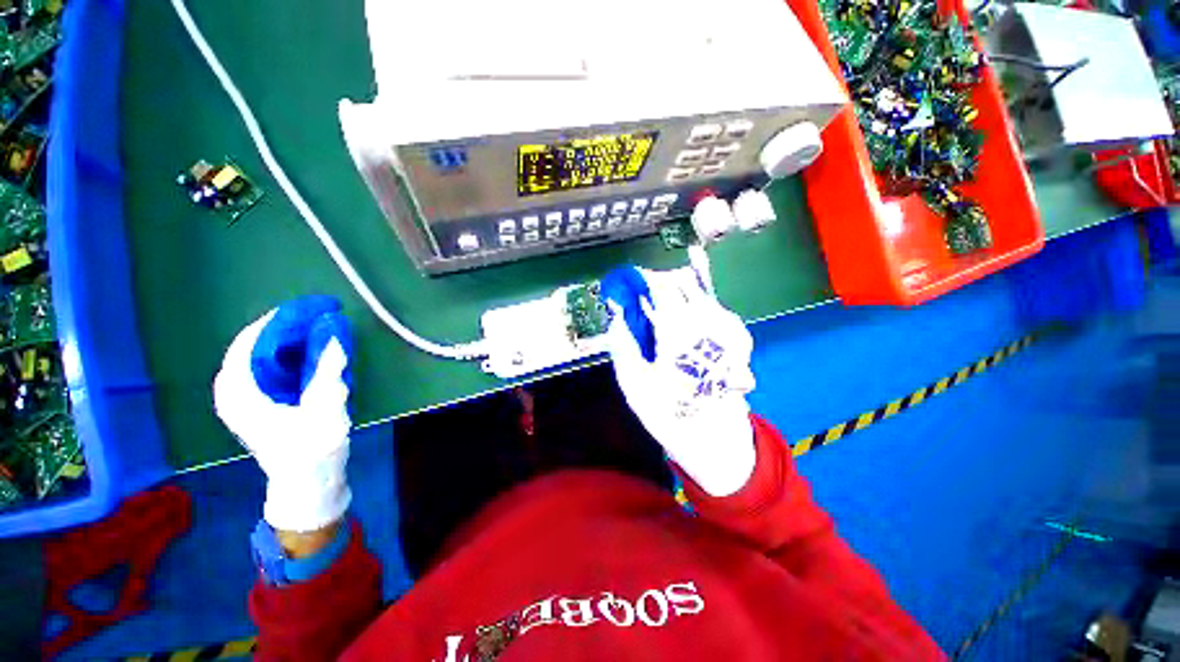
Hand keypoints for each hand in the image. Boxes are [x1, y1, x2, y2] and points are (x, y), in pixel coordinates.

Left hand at [214, 296, 352, 532]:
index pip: (250, 342)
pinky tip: (312, 353)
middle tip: (322, 318)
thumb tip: (334, 337)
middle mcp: (234, 391)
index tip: (312, 308)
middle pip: (253, 345)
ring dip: (290, 340)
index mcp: (241, 394)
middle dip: (287, 328)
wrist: (306, 484)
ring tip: (321, 330)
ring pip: (260, 354)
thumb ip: (327, 374)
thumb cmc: (312, 451)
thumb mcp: (324, 411)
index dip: (279, 321)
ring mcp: (243, 398)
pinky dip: (289, 354)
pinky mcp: (256, 402)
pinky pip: (268, 366)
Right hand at [602, 267, 756, 496]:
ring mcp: (728, 327)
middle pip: (683, 283)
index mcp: (680, 331)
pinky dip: (695, 306)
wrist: (716, 438)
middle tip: (644, 298)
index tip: (629, 284)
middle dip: (660, 284)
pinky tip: (686, 325)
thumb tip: (617, 314)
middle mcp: (709, 322)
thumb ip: (622, 343)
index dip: (642, 280)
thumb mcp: (633, 383)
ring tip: (662, 313)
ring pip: (699, 293)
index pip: (661, 287)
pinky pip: (713, 307)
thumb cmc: (670, 412)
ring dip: (678, 295)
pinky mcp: (739, 336)